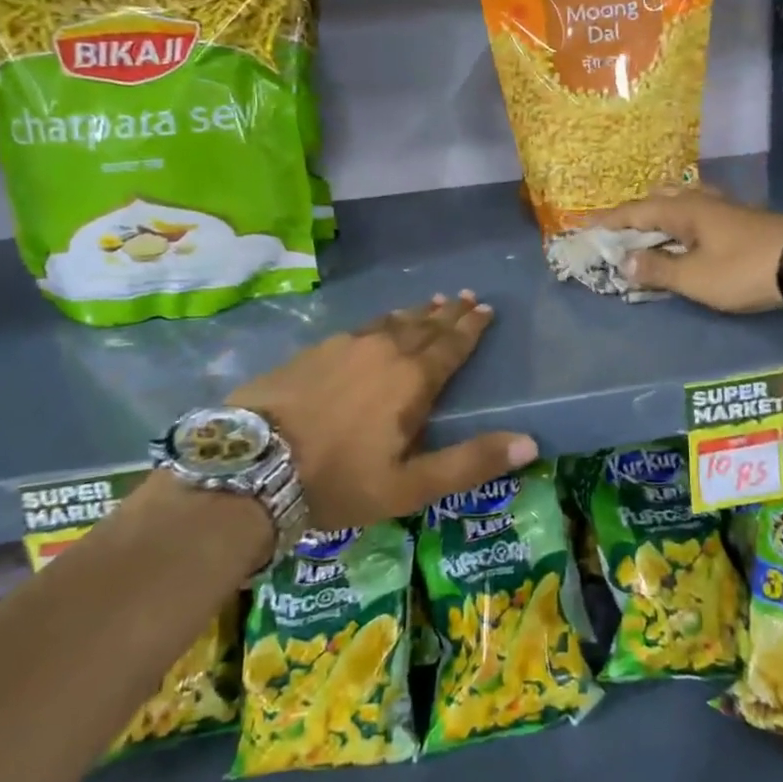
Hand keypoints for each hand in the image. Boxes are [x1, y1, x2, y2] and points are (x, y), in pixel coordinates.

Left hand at [229, 292, 536, 529]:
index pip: (452, 344)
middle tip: (465, 296)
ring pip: (391, 322)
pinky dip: (381, 323)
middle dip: (449, 312)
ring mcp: (345, 346)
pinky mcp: (313, 351)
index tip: (487, 308)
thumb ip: (470, 463)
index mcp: (412, 380)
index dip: (472, 327)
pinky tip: (377, 326)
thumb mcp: (410, 485)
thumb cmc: (338, 480)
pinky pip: (361, 328)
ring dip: (416, 313)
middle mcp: (384, 351)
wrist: (251, 466)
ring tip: (431, 303)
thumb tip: (530, 442)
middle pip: (425, 325)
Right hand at [591, 186, 782, 312]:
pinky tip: (688, 234)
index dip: (608, 221)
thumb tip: (623, 262)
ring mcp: (723, 206)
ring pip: (681, 200)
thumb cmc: (743, 270)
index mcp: (682, 210)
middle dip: (634, 213)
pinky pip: (698, 211)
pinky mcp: (740, 218)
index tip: (584, 227)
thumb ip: (657, 270)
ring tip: (650, 230)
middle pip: (658, 197)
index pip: (634, 211)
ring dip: (660, 213)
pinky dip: (681, 220)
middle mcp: (700, 200)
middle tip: (618, 231)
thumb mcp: (694, 278)